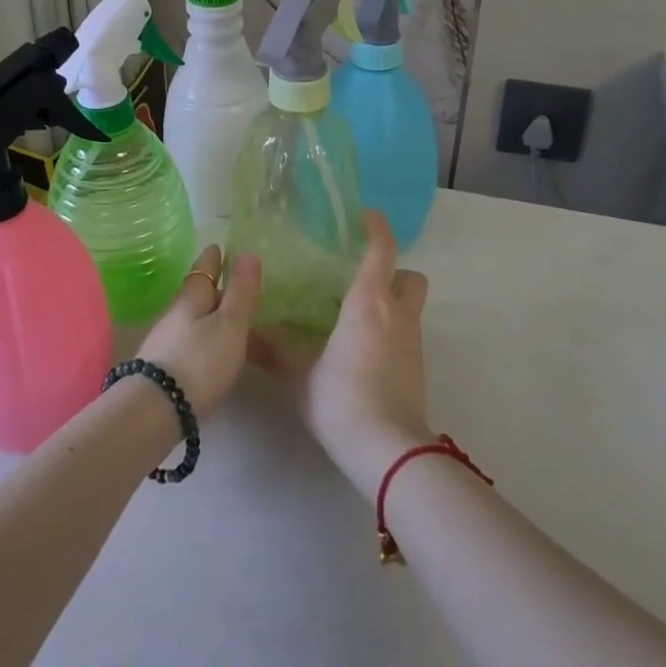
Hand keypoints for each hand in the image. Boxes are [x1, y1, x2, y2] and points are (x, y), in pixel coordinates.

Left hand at [137, 245, 261, 418]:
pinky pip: (191, 342)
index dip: (214, 257)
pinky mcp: (165, 367)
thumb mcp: (230, 325)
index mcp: (192, 297)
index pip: (204, 267)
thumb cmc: (200, 361)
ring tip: (232, 321)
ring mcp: (166, 340)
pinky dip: (206, 339)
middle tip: (237, 286)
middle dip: (216, 287)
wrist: (156, 410)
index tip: (220, 246)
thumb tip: (249, 252)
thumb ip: (241, 292)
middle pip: (197, 293)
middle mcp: (175, 313)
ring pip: (194, 318)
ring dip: (211, 315)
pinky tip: (215, 351)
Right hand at [264, 211, 432, 496]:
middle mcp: (398, 314)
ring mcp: (413, 341)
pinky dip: (392, 331)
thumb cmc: (341, 400)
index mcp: (368, 303)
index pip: (381, 250)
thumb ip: (275, 352)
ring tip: (356, 316)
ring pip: (412, 306)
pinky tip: (364, 350)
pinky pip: (408, 333)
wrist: (387, 449)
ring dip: (392, 302)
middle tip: (360, 280)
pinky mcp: (418, 366)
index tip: (365, 217)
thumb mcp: (301, 376)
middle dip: (393, 271)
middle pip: (410, 276)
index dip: (377, 228)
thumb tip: (246, 335)